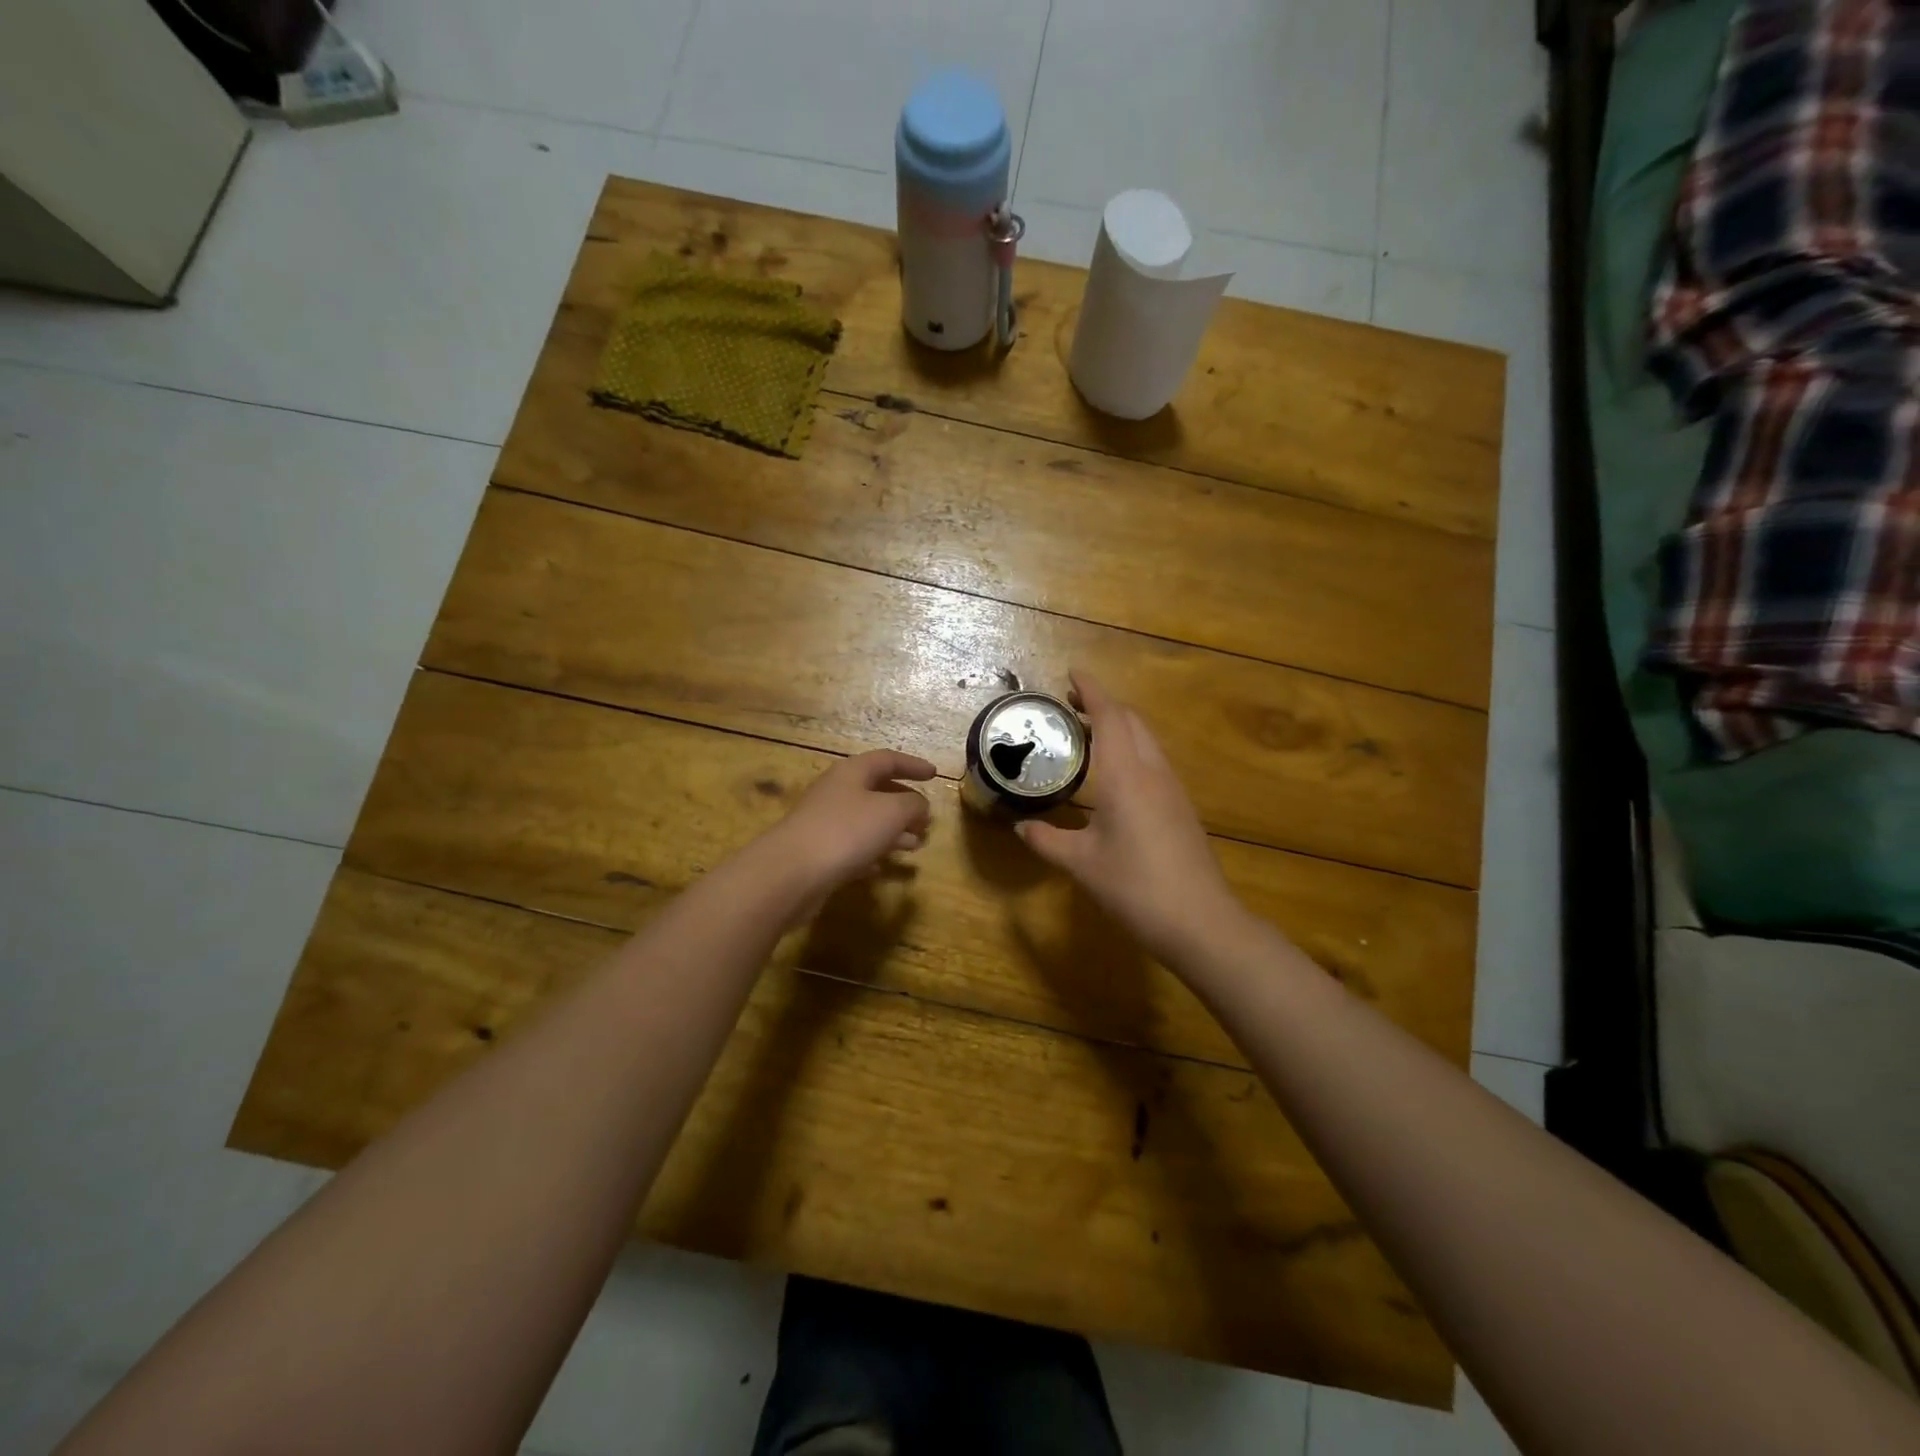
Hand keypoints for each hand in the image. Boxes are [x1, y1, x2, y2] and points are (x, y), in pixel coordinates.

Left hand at [753, 750, 936, 910]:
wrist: (791, 873)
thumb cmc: (846, 831)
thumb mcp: (891, 813)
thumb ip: (912, 805)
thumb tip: (920, 805)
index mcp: (852, 772)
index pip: (888, 759)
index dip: (913, 765)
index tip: (935, 775)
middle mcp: (837, 792)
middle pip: (877, 791)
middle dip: (905, 805)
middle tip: (927, 819)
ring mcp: (825, 822)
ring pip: (867, 821)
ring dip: (893, 831)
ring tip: (916, 845)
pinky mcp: (818, 852)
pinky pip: (852, 847)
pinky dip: (871, 853)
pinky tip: (883, 868)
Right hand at [1017, 671, 1246, 967]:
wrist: (1200, 921)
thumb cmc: (1135, 887)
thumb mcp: (1081, 863)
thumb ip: (1047, 840)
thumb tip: (1021, 826)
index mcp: (1125, 775)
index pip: (1110, 716)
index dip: (1091, 690)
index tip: (1071, 673)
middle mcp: (1152, 772)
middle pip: (1132, 721)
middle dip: (1103, 704)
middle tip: (1070, 705)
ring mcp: (1172, 789)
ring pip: (1146, 739)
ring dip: (1119, 725)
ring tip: (1086, 733)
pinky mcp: (1181, 807)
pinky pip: (1153, 760)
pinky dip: (1130, 748)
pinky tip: (1113, 773)